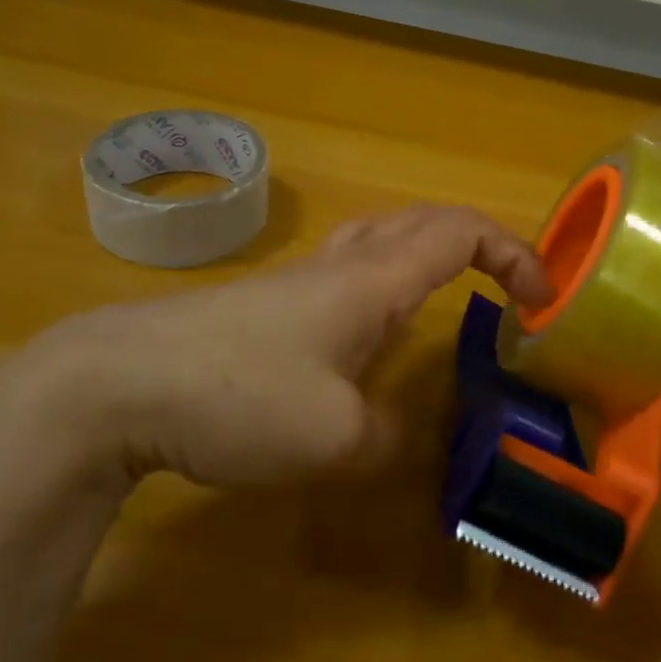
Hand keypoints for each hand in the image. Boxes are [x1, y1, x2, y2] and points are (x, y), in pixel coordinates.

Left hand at [0, 205, 549, 489]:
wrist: (116, 383)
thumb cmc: (238, 395)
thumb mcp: (335, 439)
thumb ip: (386, 439)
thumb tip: (395, 434)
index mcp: (373, 280)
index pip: (460, 233)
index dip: (513, 252)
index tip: (544, 297)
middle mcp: (341, 267)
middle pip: (420, 222)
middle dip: (475, 242)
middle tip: (504, 287)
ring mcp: (297, 283)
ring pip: (378, 243)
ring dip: (425, 257)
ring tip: (443, 305)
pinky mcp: (264, 307)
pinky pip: (344, 278)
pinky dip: (381, 289)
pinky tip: (364, 343)